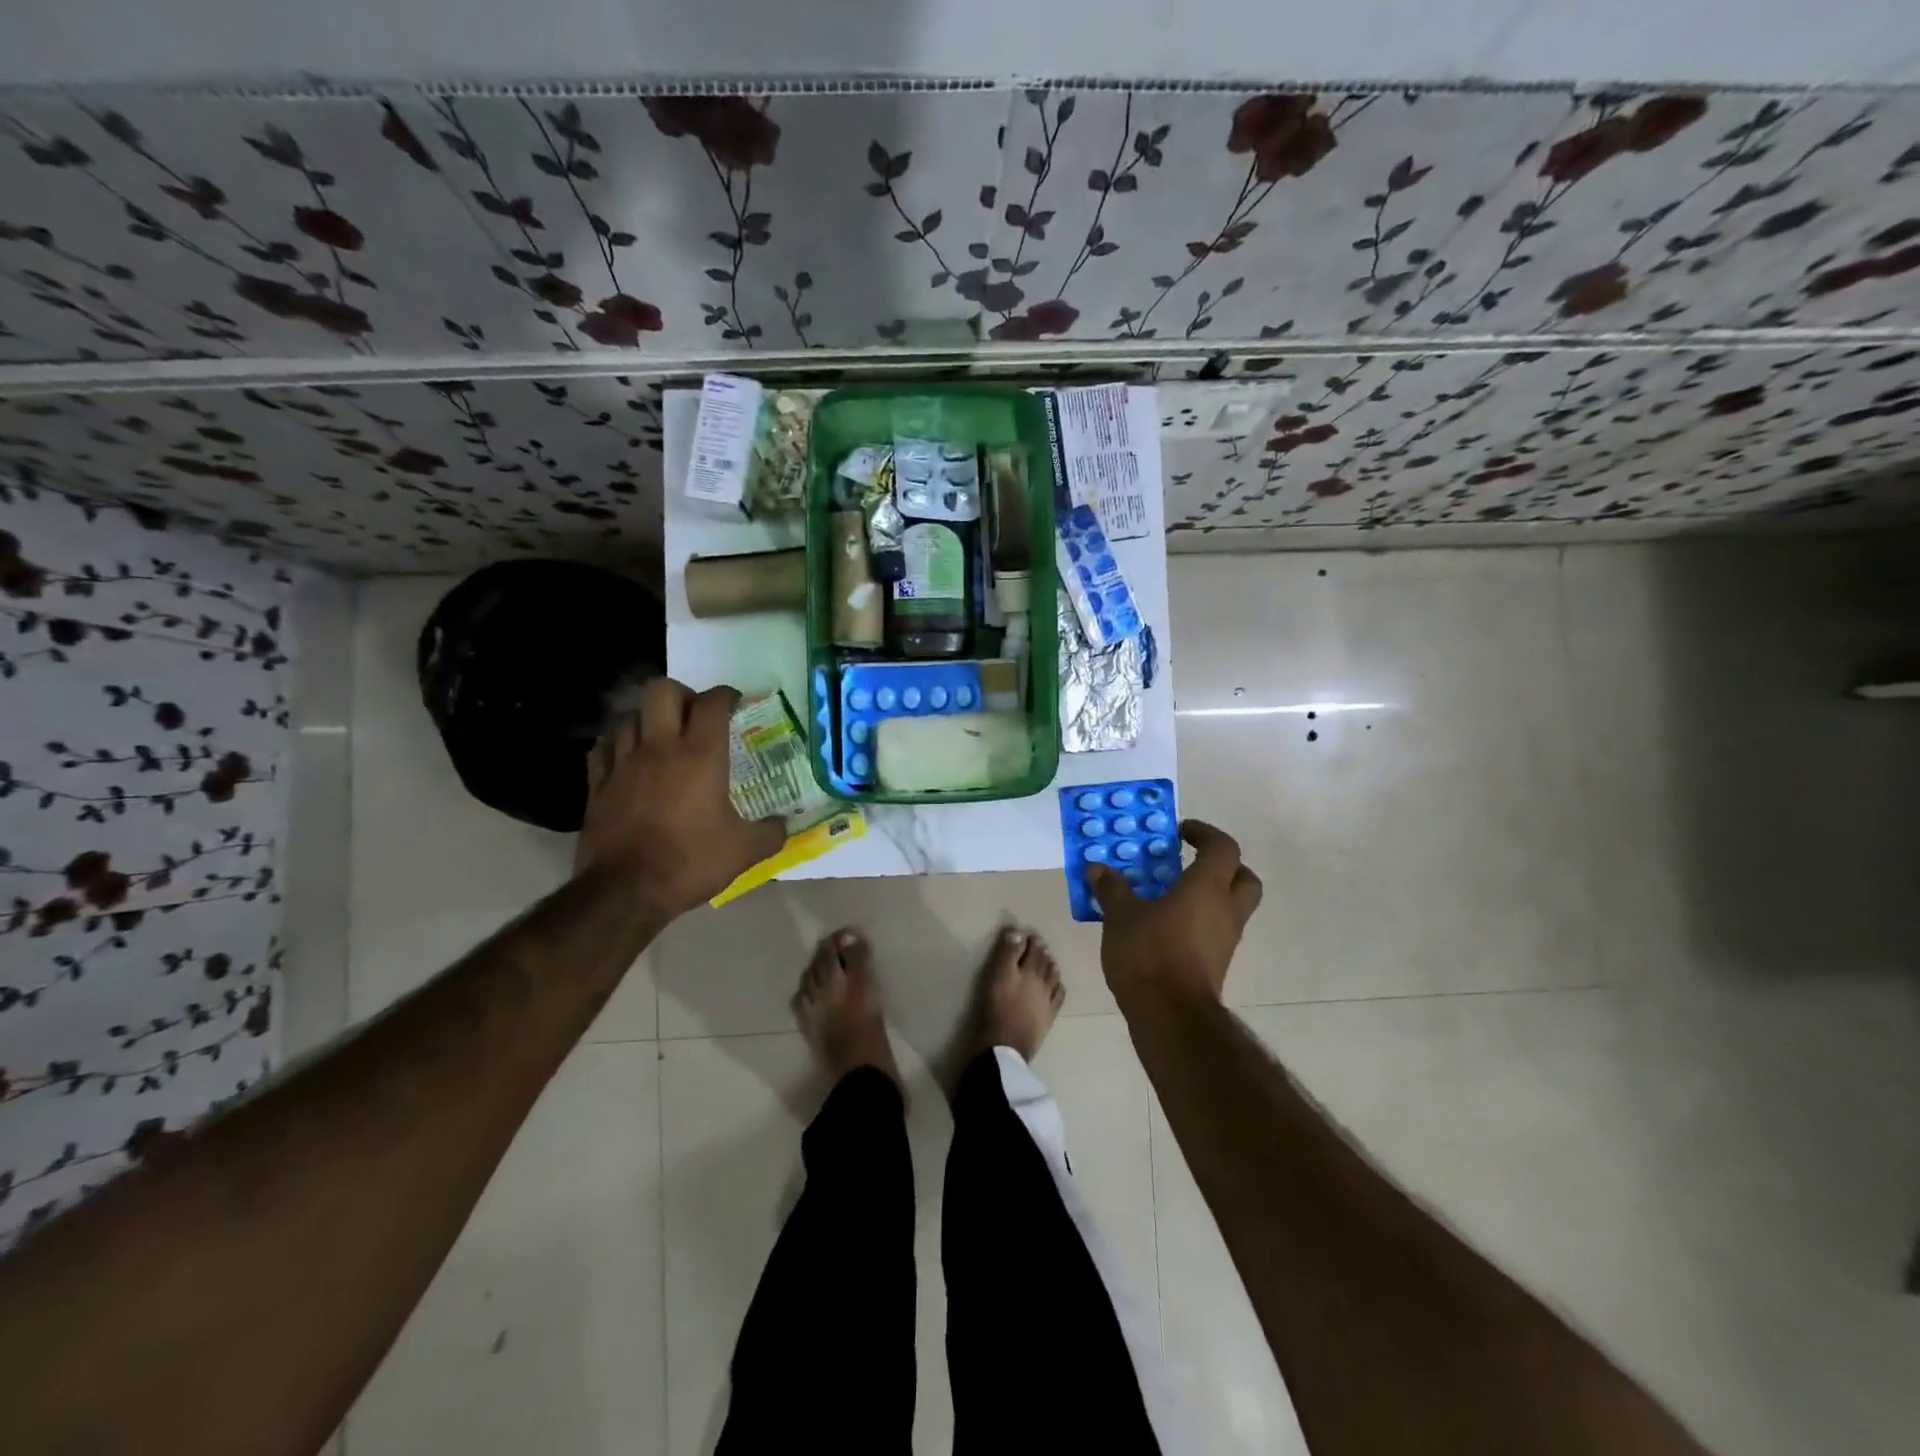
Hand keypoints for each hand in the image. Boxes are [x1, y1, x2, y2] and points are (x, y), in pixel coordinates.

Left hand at [575, 678, 785, 920]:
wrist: (626, 892)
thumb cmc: (691, 863)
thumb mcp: (744, 851)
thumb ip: (771, 832)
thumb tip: (785, 824)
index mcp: (701, 756)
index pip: (712, 703)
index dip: (726, 695)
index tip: (735, 703)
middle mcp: (660, 748)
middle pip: (662, 691)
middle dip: (682, 695)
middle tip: (695, 716)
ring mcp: (623, 763)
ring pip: (630, 716)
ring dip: (648, 719)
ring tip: (662, 736)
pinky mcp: (598, 784)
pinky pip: (604, 747)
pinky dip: (617, 744)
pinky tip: (627, 757)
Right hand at [1088, 820, 1262, 1003]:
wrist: (1171, 1015)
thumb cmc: (1149, 953)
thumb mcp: (1120, 916)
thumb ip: (1112, 889)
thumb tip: (1098, 868)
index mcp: (1207, 887)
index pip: (1223, 847)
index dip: (1205, 834)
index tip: (1180, 832)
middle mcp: (1226, 909)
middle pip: (1243, 876)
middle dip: (1223, 865)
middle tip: (1190, 862)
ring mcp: (1226, 939)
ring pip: (1232, 906)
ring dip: (1210, 895)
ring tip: (1170, 895)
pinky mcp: (1218, 963)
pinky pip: (1216, 930)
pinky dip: (1199, 921)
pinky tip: (1166, 926)